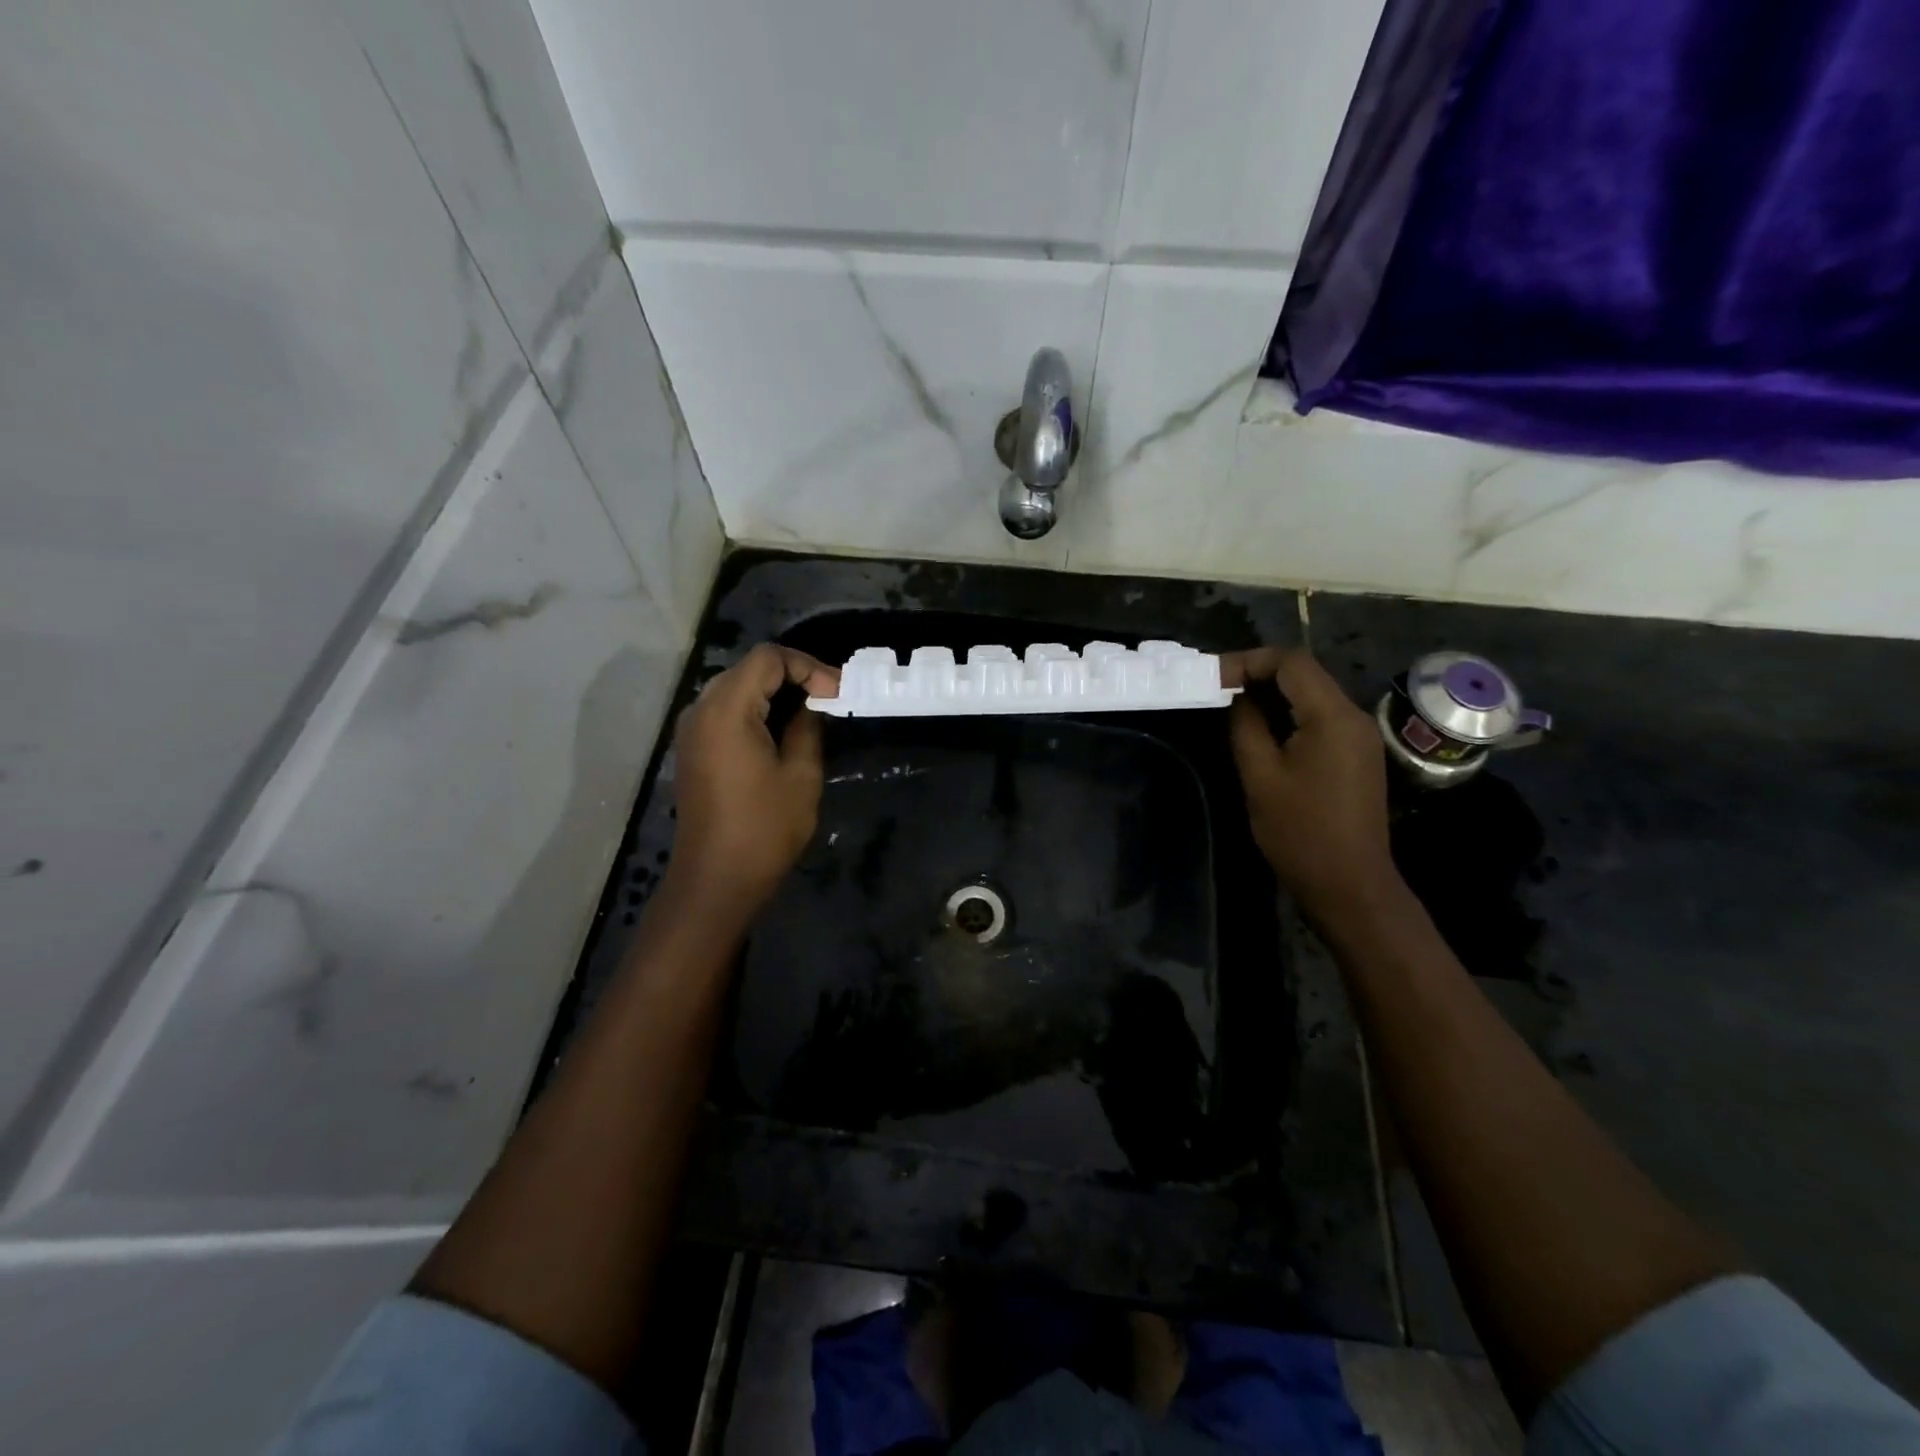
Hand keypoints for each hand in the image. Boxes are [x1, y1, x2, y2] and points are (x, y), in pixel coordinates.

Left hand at [667, 643, 839, 920]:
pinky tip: (781, 731)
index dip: (807, 666)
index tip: (836, 693)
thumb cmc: (764, 828)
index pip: (768, 658)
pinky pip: (725, 711)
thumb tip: (811, 705)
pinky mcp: (693, 749)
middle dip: (792, 676)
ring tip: (811, 713)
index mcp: (727, 710)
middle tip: (829, 699)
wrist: (716, 879)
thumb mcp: (801, 774)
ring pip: (736, 688)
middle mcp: (701, 710)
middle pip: (749, 668)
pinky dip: (755, 710)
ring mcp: (692, 730)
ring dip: (774, 693)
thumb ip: (807, 728)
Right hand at [1223, 648, 1400, 927]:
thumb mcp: (1260, 775)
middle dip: (1258, 674)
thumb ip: (1246, 725)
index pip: (1291, 662)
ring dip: (1272, 693)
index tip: (1212, 678)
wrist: (1349, 884)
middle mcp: (1353, 717)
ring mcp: (1359, 736)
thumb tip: (1236, 697)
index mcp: (1332, 716)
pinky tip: (1261, 729)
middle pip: (1304, 673)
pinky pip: (1320, 717)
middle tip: (1216, 689)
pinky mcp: (1356, 755)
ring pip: (1312, 694)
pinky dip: (1288, 713)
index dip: (1248, 661)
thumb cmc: (1300, 831)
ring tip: (1230, 706)